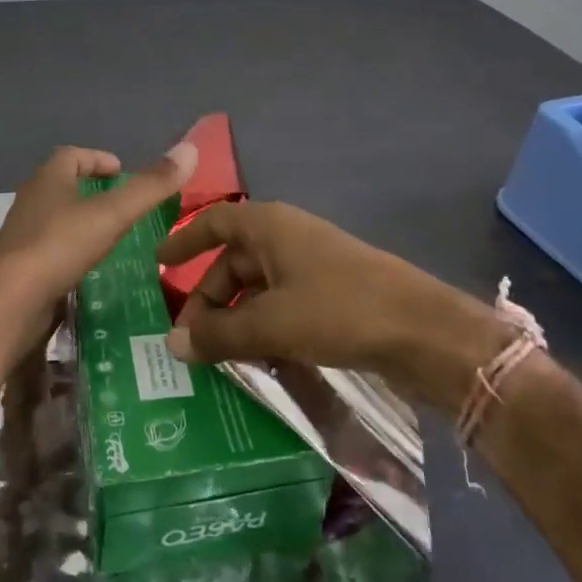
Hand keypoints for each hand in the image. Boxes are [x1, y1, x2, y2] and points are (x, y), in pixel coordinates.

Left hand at [0, 142, 197, 355]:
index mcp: (48, 180)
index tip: (121, 171)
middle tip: (121, 205)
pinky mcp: (18, 271)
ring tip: (112, 240)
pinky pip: (49, 253)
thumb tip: (190, 149)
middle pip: (61, 186)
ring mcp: (21, 238)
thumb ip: (150, 187)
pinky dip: (70, 255)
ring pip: (54, 220)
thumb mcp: (112, 215)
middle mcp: (31, 202)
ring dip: (79, 223)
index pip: (72, 155)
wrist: (6, 304)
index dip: (97, 159)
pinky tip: (89, 273)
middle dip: (89, 191)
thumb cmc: (58, 246)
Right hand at [159, 201, 512, 405]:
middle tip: (186, 340)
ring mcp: (311, 267)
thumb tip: (171, 344)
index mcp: (269, 226)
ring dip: (233, 317)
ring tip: (213, 357)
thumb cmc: (339, 309)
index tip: (158, 265)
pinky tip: (253, 360)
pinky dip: (261, 327)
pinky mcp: (331, 296)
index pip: (214, 222)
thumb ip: (219, 334)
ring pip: (257, 287)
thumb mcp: (271, 322)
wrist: (422, 331)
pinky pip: (281, 305)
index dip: (185, 239)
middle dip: (207, 297)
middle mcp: (287, 238)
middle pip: (233, 260)